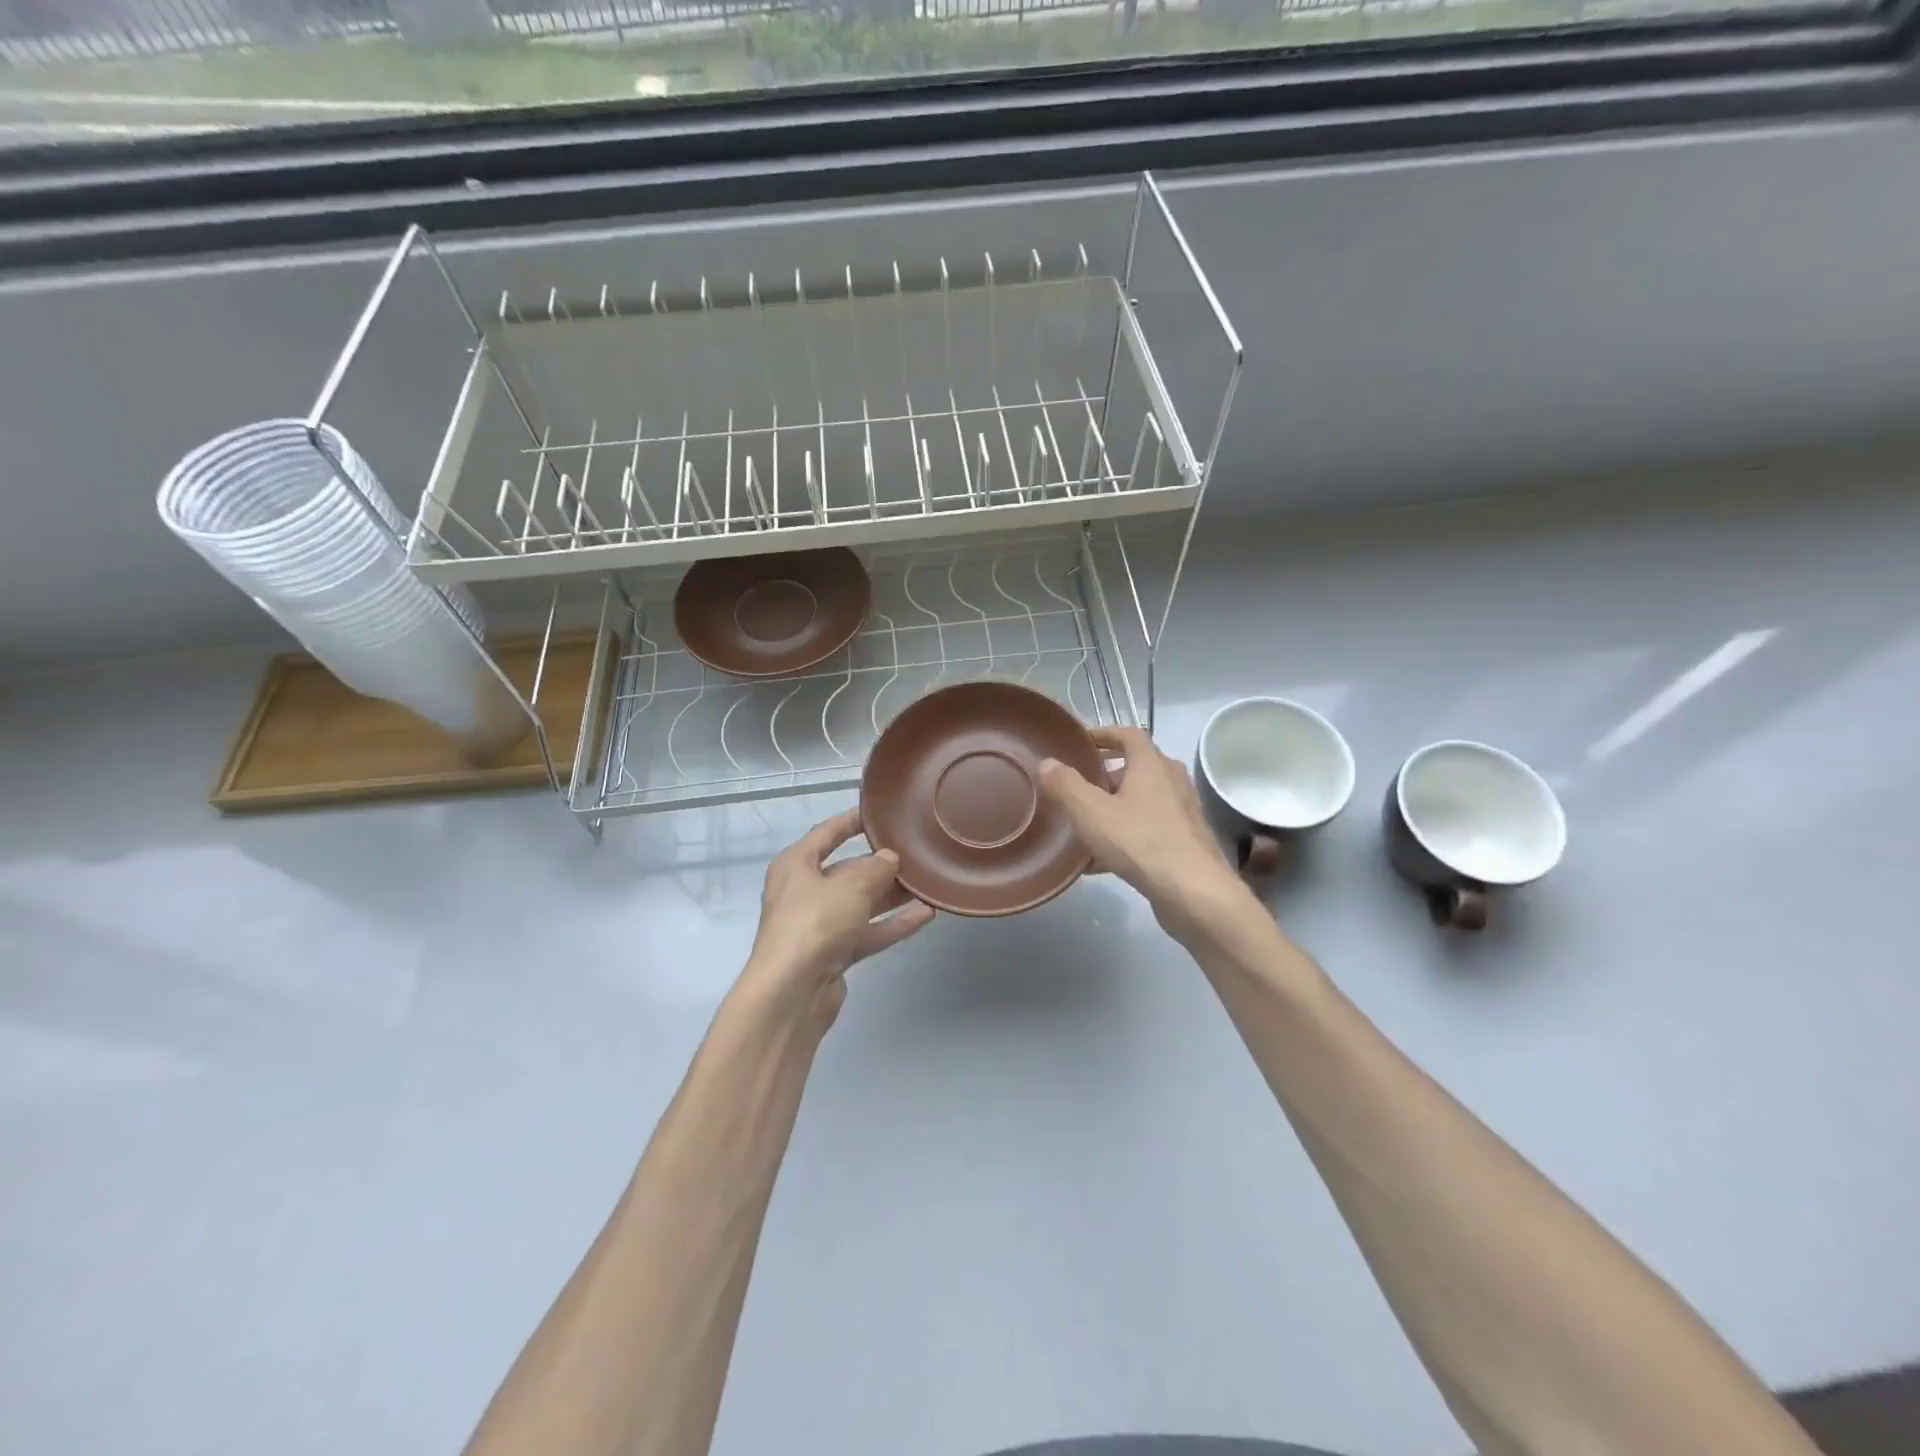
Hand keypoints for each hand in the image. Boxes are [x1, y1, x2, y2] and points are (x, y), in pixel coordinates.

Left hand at [739, 808, 934, 1028]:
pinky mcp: (834, 953)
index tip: (880, 813)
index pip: (826, 833)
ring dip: (891, 895)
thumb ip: (875, 868)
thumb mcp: (850, 886)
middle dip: (880, 864)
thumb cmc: (815, 922)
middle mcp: (804, 891)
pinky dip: (893, 923)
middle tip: (916, 852)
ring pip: (861, 902)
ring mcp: (819, 925)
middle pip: (847, 870)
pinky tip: (926, 915)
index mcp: (796, 865)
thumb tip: (889, 858)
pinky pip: (868, 931)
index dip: (852, 821)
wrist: (792, 992)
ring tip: (927, 882)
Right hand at [1038, 726, 1248, 942]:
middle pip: (1137, 767)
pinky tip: (1100, 862)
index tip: (1082, 742)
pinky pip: (1149, 829)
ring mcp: (1183, 813)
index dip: (1104, 733)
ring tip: (1085, 824)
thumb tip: (1047, 763)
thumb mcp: (1091, 812)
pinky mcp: (1185, 842)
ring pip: (1143, 801)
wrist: (1194, 893)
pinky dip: (1125, 835)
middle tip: (1078, 787)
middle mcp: (1172, 781)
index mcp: (1152, 765)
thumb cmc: (1140, 842)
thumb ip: (1065, 785)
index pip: (1129, 734)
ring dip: (1115, 807)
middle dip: (1106, 775)